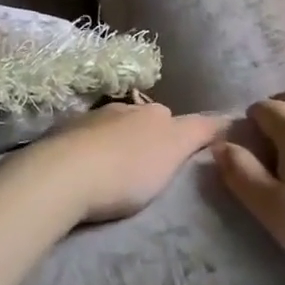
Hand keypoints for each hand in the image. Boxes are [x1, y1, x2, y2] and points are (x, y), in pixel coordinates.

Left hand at [23, 100, 226, 225]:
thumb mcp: (174, 148)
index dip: (179, 136)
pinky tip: (87, 175)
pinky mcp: (60, 138)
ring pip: (111, 130)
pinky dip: (89, 154)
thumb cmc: (127, 168)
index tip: (179, 159)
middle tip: (148, 171)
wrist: (63, 176)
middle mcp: (121, 107)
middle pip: (141, 122)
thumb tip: (224, 117)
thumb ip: (199, 131)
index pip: (174, 118)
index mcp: (151, 111)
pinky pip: (83, 144)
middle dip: (145, 139)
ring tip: (115, 175)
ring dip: (115, 146)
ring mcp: (88, 120)